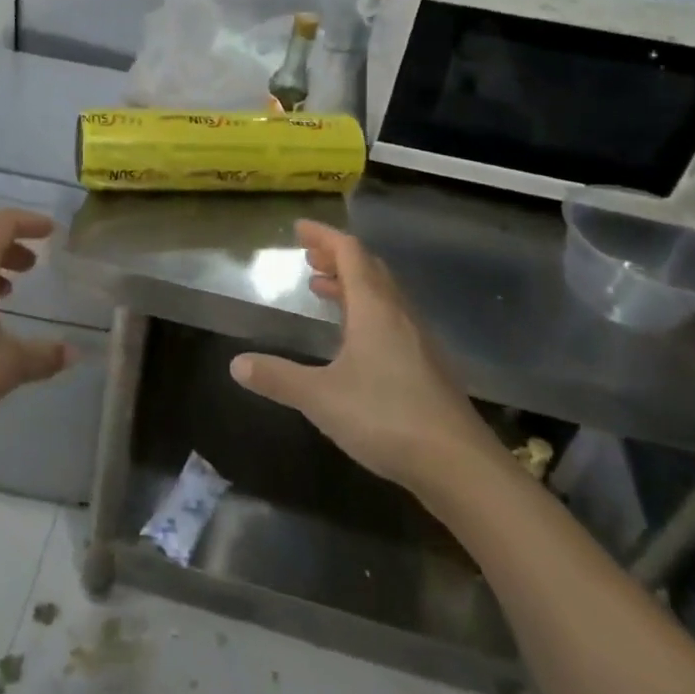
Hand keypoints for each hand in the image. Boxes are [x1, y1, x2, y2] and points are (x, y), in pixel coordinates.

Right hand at [230, 221, 502, 491]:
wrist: (458, 465)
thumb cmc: (386, 418)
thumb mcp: (320, 397)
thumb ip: (278, 377)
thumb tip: (236, 364)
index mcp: (374, 309)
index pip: (350, 254)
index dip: (324, 237)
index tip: (299, 228)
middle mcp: (399, 315)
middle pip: (369, 269)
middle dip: (337, 257)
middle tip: (308, 258)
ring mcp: (417, 341)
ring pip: (383, 295)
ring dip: (352, 284)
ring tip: (323, 289)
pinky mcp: (427, 366)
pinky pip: (392, 319)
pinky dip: (366, 310)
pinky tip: (354, 339)